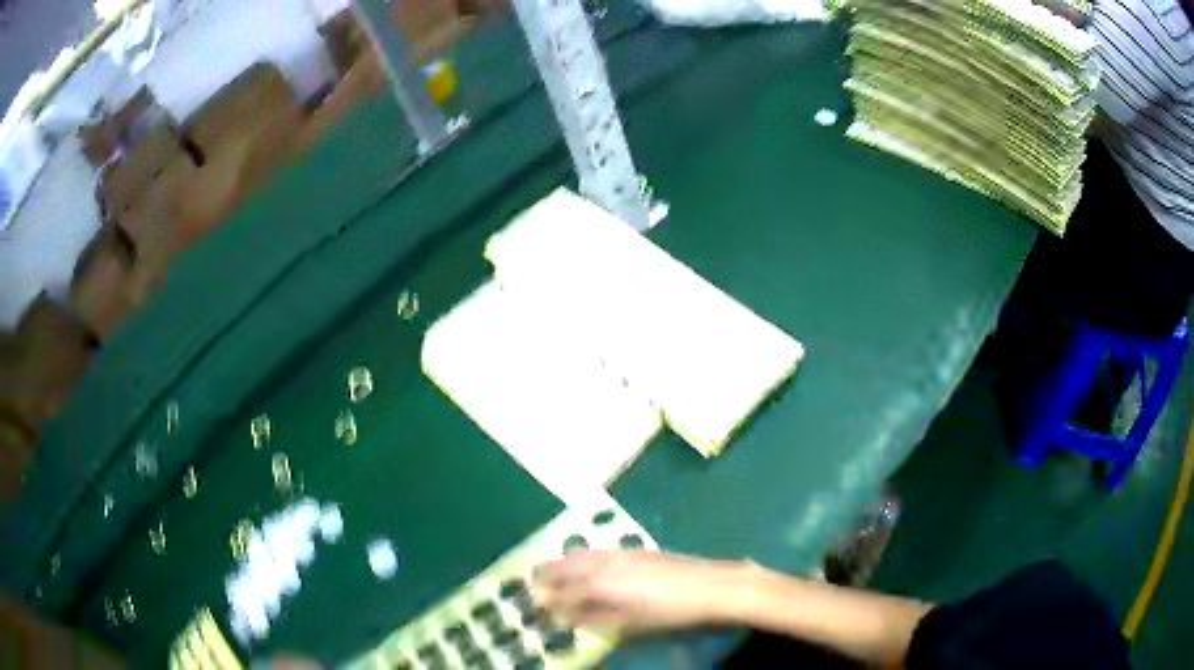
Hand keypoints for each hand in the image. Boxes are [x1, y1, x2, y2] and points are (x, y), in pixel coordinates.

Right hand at [531, 549, 748, 631]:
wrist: (710, 586)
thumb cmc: (669, 611)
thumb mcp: (629, 622)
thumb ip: (594, 618)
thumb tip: (567, 617)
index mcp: (599, 584)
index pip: (562, 592)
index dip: (546, 599)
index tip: (532, 604)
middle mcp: (603, 563)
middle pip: (566, 566)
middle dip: (546, 574)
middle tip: (531, 582)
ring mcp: (620, 553)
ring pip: (580, 554)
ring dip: (562, 563)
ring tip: (551, 571)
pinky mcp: (634, 550)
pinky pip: (596, 551)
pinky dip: (581, 557)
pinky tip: (585, 565)